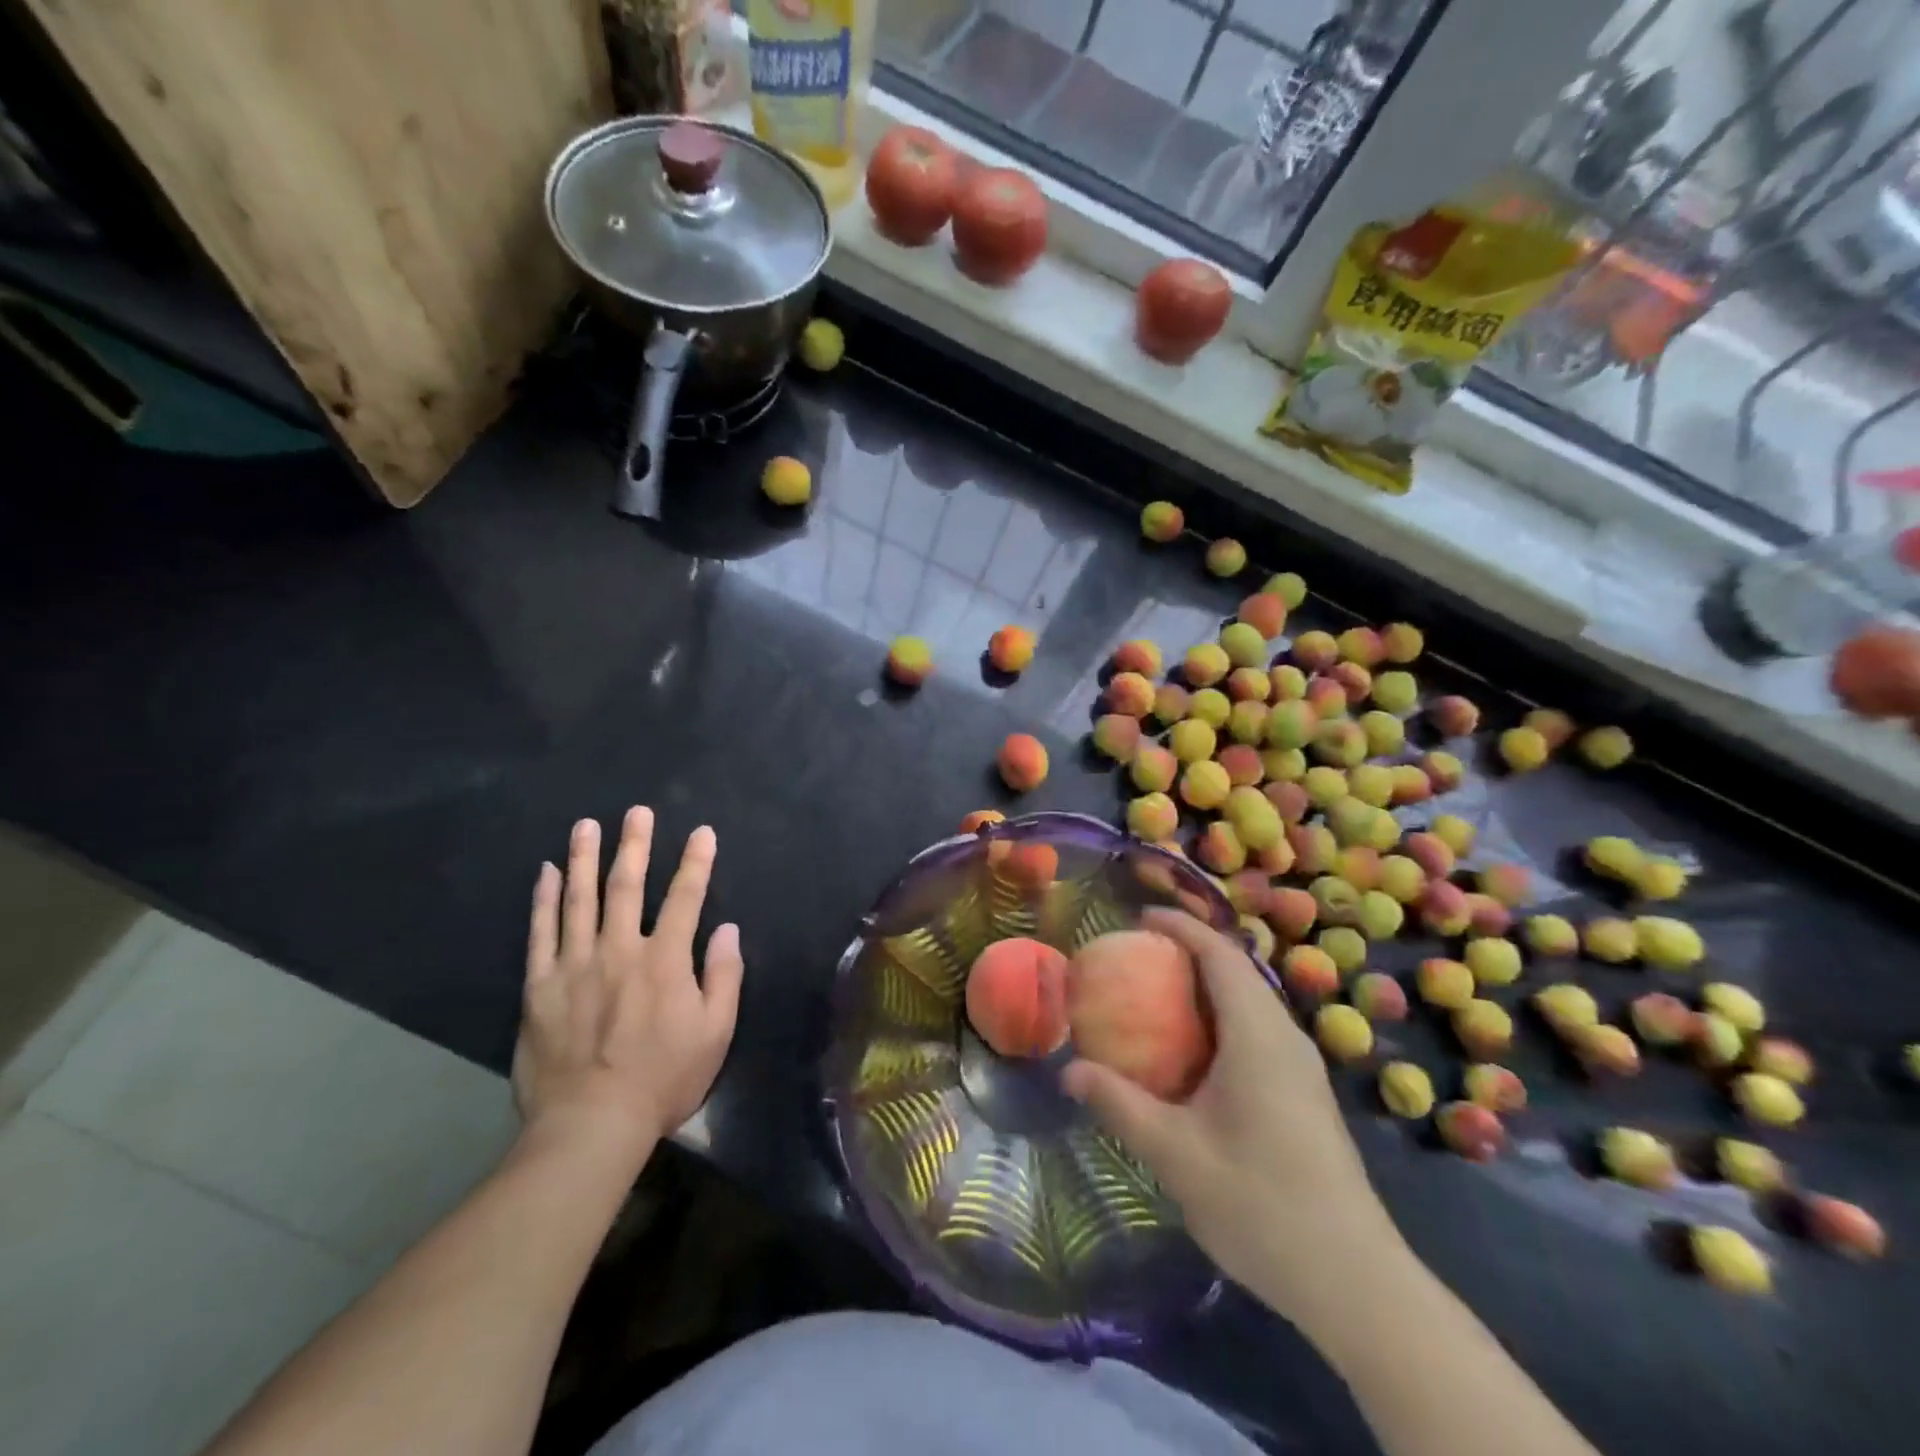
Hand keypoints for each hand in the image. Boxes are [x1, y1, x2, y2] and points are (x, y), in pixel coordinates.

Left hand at [513, 808, 742, 1164]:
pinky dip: (545, 900)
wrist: (591, 1125)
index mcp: (666, 961)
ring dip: (586, 858)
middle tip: (637, 811)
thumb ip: (724, 976)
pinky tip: (548, 873)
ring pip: (581, 900)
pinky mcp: (540, 986)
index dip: (696, 862)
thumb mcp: (716, 1032)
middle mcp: (620, 950)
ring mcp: (575, 965)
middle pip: (628, 886)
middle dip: (635, 845)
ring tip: (587, 825)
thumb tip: (727, 929)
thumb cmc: (663, 1080)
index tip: (701, 832)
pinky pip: (541, 933)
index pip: (686, 898)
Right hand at [1061, 908, 1395, 1315]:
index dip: (1182, 927)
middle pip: (1238, 971)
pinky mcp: (1305, 1093)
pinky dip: (1221, 1016)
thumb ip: (1119, 1105)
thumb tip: (1068, 1071)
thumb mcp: (1176, 1154)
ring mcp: (1301, 1066)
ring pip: (1251, 1001)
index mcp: (1258, 1036)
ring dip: (1207, 985)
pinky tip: (1194, 1053)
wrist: (1355, 1282)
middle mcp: (1285, 1037)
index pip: (1220, 955)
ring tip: (1158, 994)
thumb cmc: (1261, 1204)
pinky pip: (1258, 1029)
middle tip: (1138, 955)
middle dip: (1190, 950)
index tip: (1140, 918)